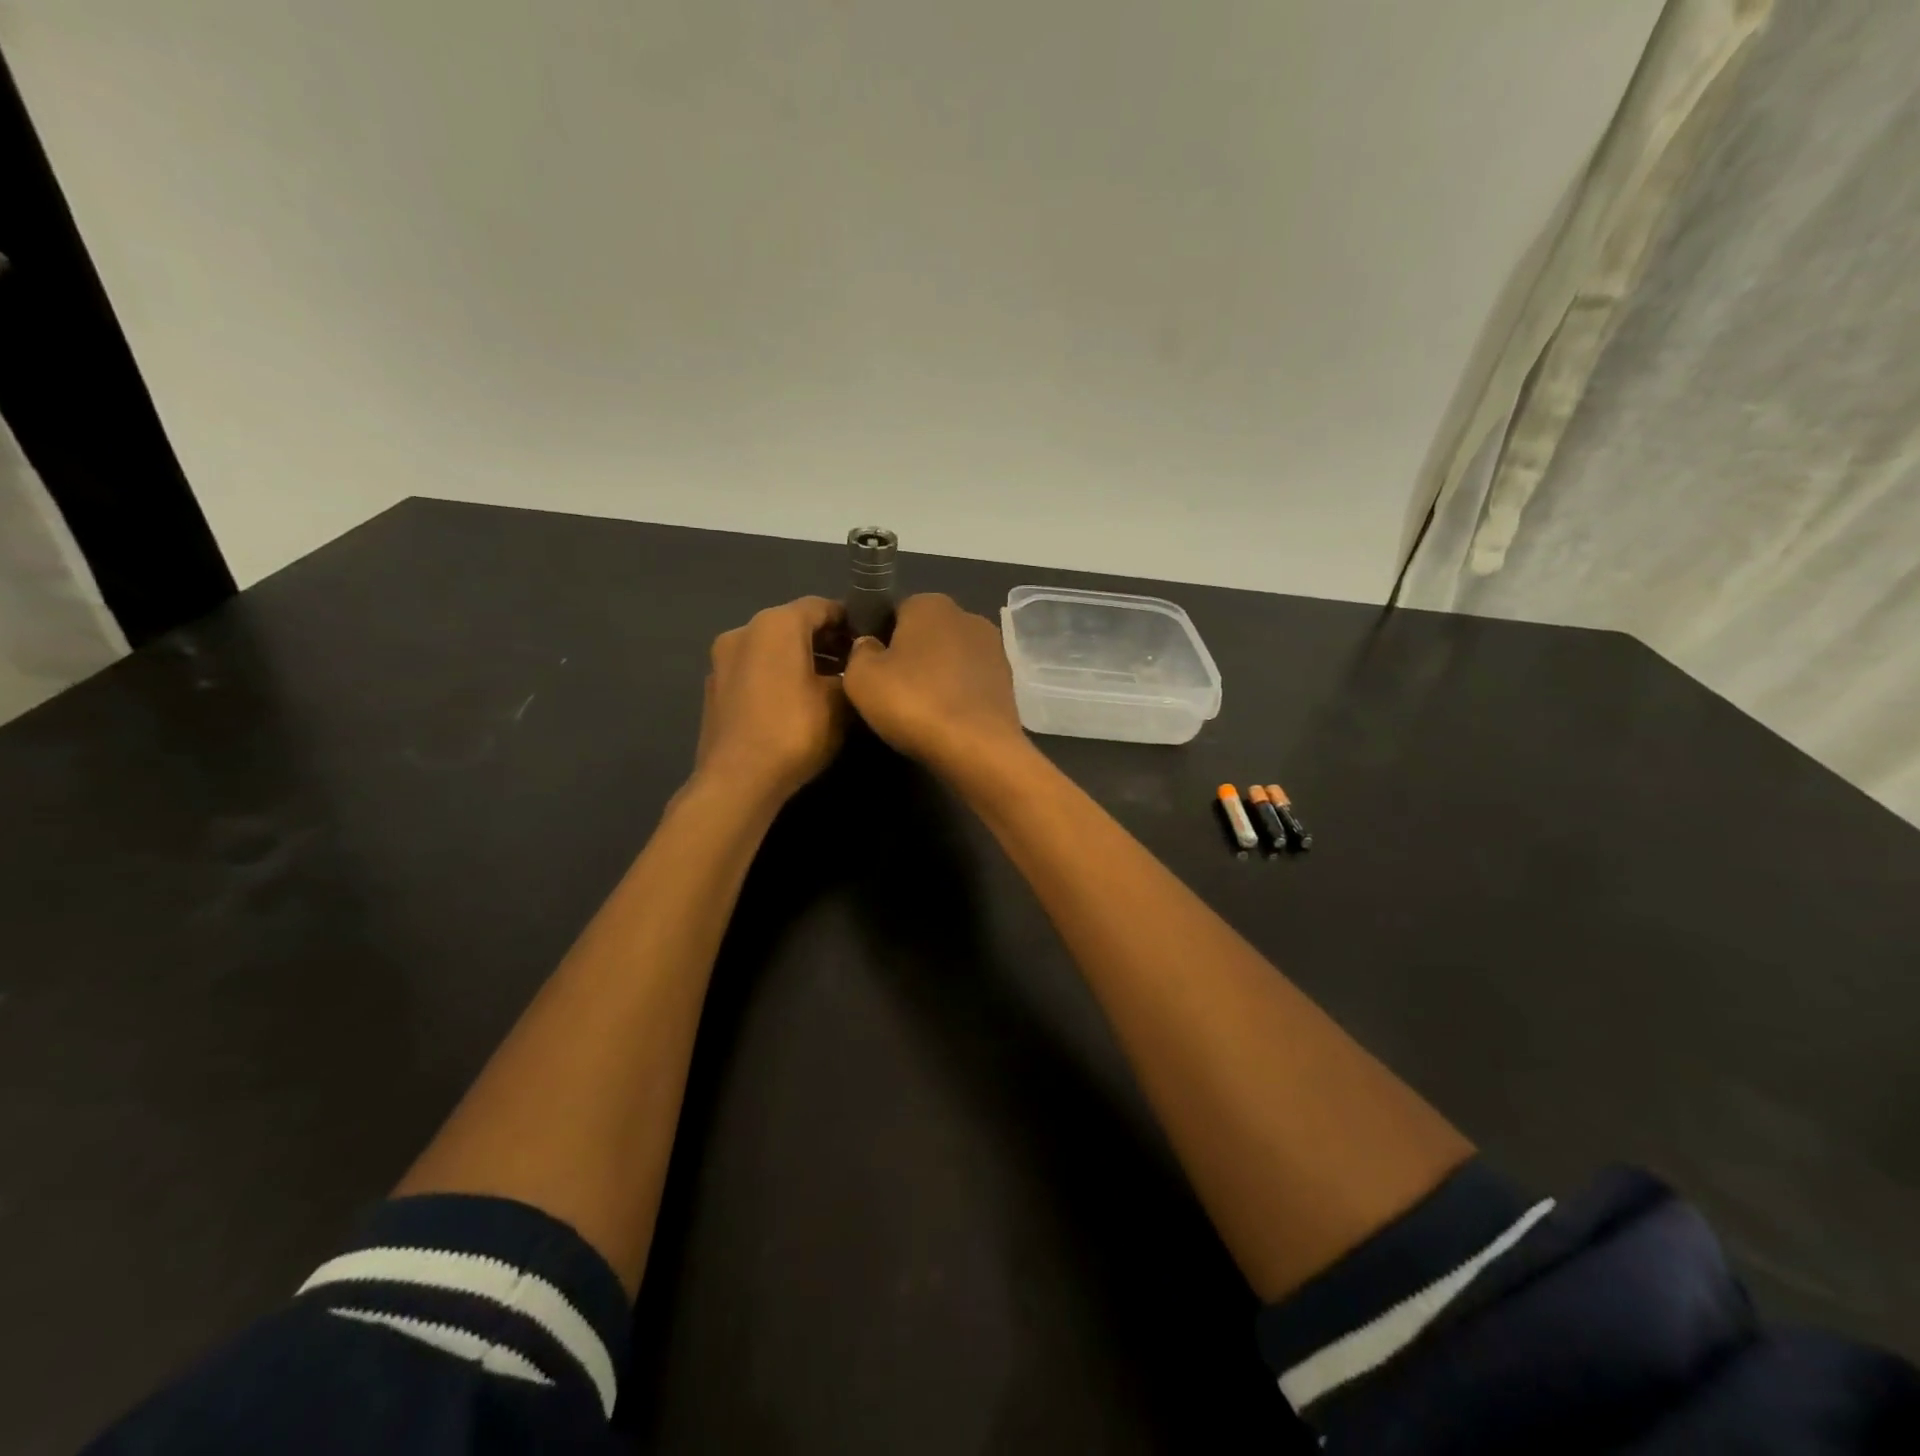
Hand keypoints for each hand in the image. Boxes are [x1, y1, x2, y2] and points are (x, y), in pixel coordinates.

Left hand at [694, 597, 846, 804]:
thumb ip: (851, 673)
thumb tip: (853, 667)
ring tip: (826, 688)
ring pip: (771, 648)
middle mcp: (743, 631)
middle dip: (824, 641)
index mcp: (776, 623)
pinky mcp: (714, 689)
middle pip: (793, 624)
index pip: (821, 606)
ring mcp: (722, 660)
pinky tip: (793, 704)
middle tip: (852, 666)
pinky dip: (776, 676)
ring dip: (799, 660)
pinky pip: (754, 670)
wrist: (738, 780)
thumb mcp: (840, 702)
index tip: (870, 642)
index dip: (850, 621)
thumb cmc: (795, 731)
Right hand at [842, 593, 1029, 778]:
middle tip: (892, 691)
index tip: (871, 669)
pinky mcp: (1008, 680)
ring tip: (919, 710)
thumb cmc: (914, 703)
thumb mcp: (861, 678)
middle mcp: (967, 615)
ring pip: (950, 658)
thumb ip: (859, 652)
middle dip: (911, 656)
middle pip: (927, 634)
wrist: (978, 748)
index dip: (880, 638)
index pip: (895, 611)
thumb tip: (870, 645)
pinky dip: (957, 695)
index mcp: (930, 603)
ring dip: (936, 676)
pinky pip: (970, 682)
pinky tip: (946, 719)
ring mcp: (993, 648)